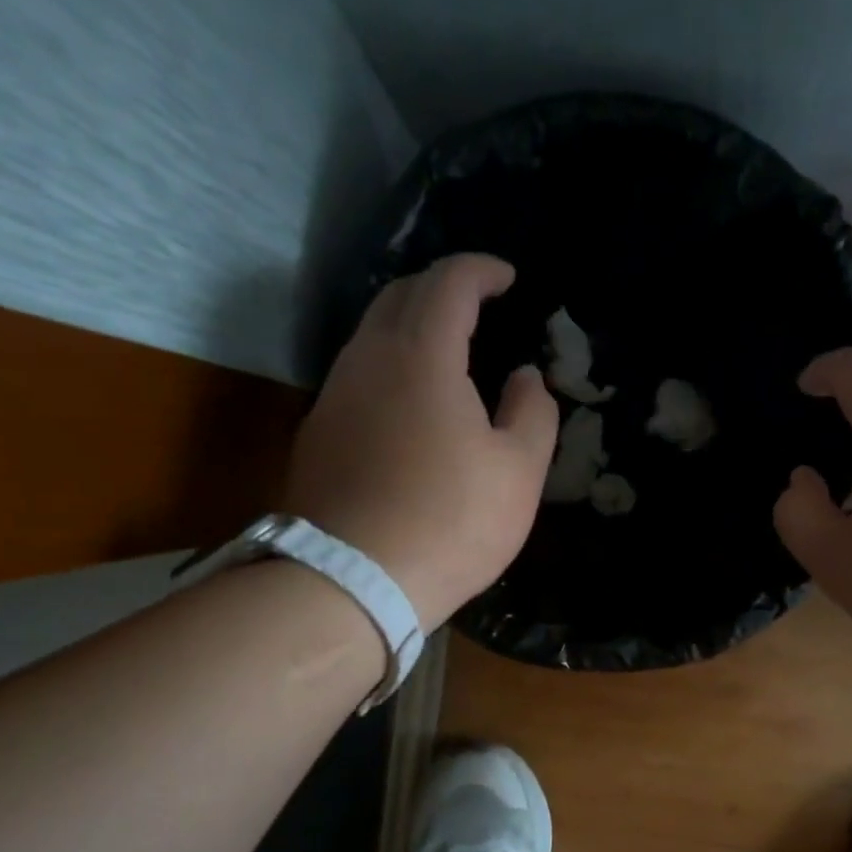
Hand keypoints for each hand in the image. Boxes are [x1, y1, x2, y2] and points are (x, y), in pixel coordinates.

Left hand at [281, 254, 557, 629]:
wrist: (352, 580)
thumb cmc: (451, 521)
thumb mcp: (519, 471)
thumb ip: (532, 412)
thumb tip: (524, 376)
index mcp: (423, 355)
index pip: (449, 283)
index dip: (481, 271)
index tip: (507, 278)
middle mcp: (368, 359)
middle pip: (400, 295)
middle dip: (441, 288)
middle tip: (477, 304)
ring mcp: (335, 395)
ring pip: (371, 334)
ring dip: (411, 325)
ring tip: (448, 350)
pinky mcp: (318, 432)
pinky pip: (358, 374)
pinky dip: (390, 365)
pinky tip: (411, 401)